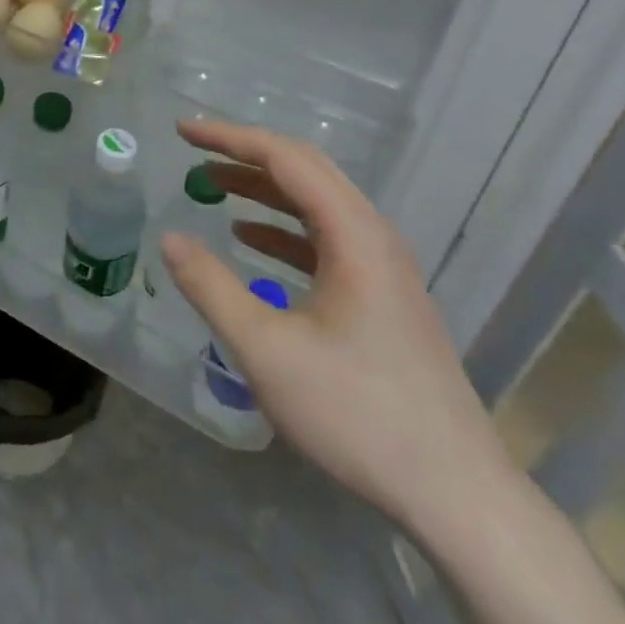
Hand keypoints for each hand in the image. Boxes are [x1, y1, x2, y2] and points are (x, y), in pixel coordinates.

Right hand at [162, 118, 519, 541]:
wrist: (455, 491)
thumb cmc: (357, 413)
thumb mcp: (267, 351)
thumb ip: (212, 288)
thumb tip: (170, 238)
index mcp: (353, 234)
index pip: (285, 158)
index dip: (229, 138)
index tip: (182, 131)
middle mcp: (374, 236)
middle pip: (306, 170)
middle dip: (245, 154)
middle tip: (193, 150)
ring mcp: (383, 267)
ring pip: (316, 204)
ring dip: (263, 189)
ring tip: (212, 184)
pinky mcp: (383, 296)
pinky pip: (325, 239)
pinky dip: (282, 228)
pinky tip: (250, 240)